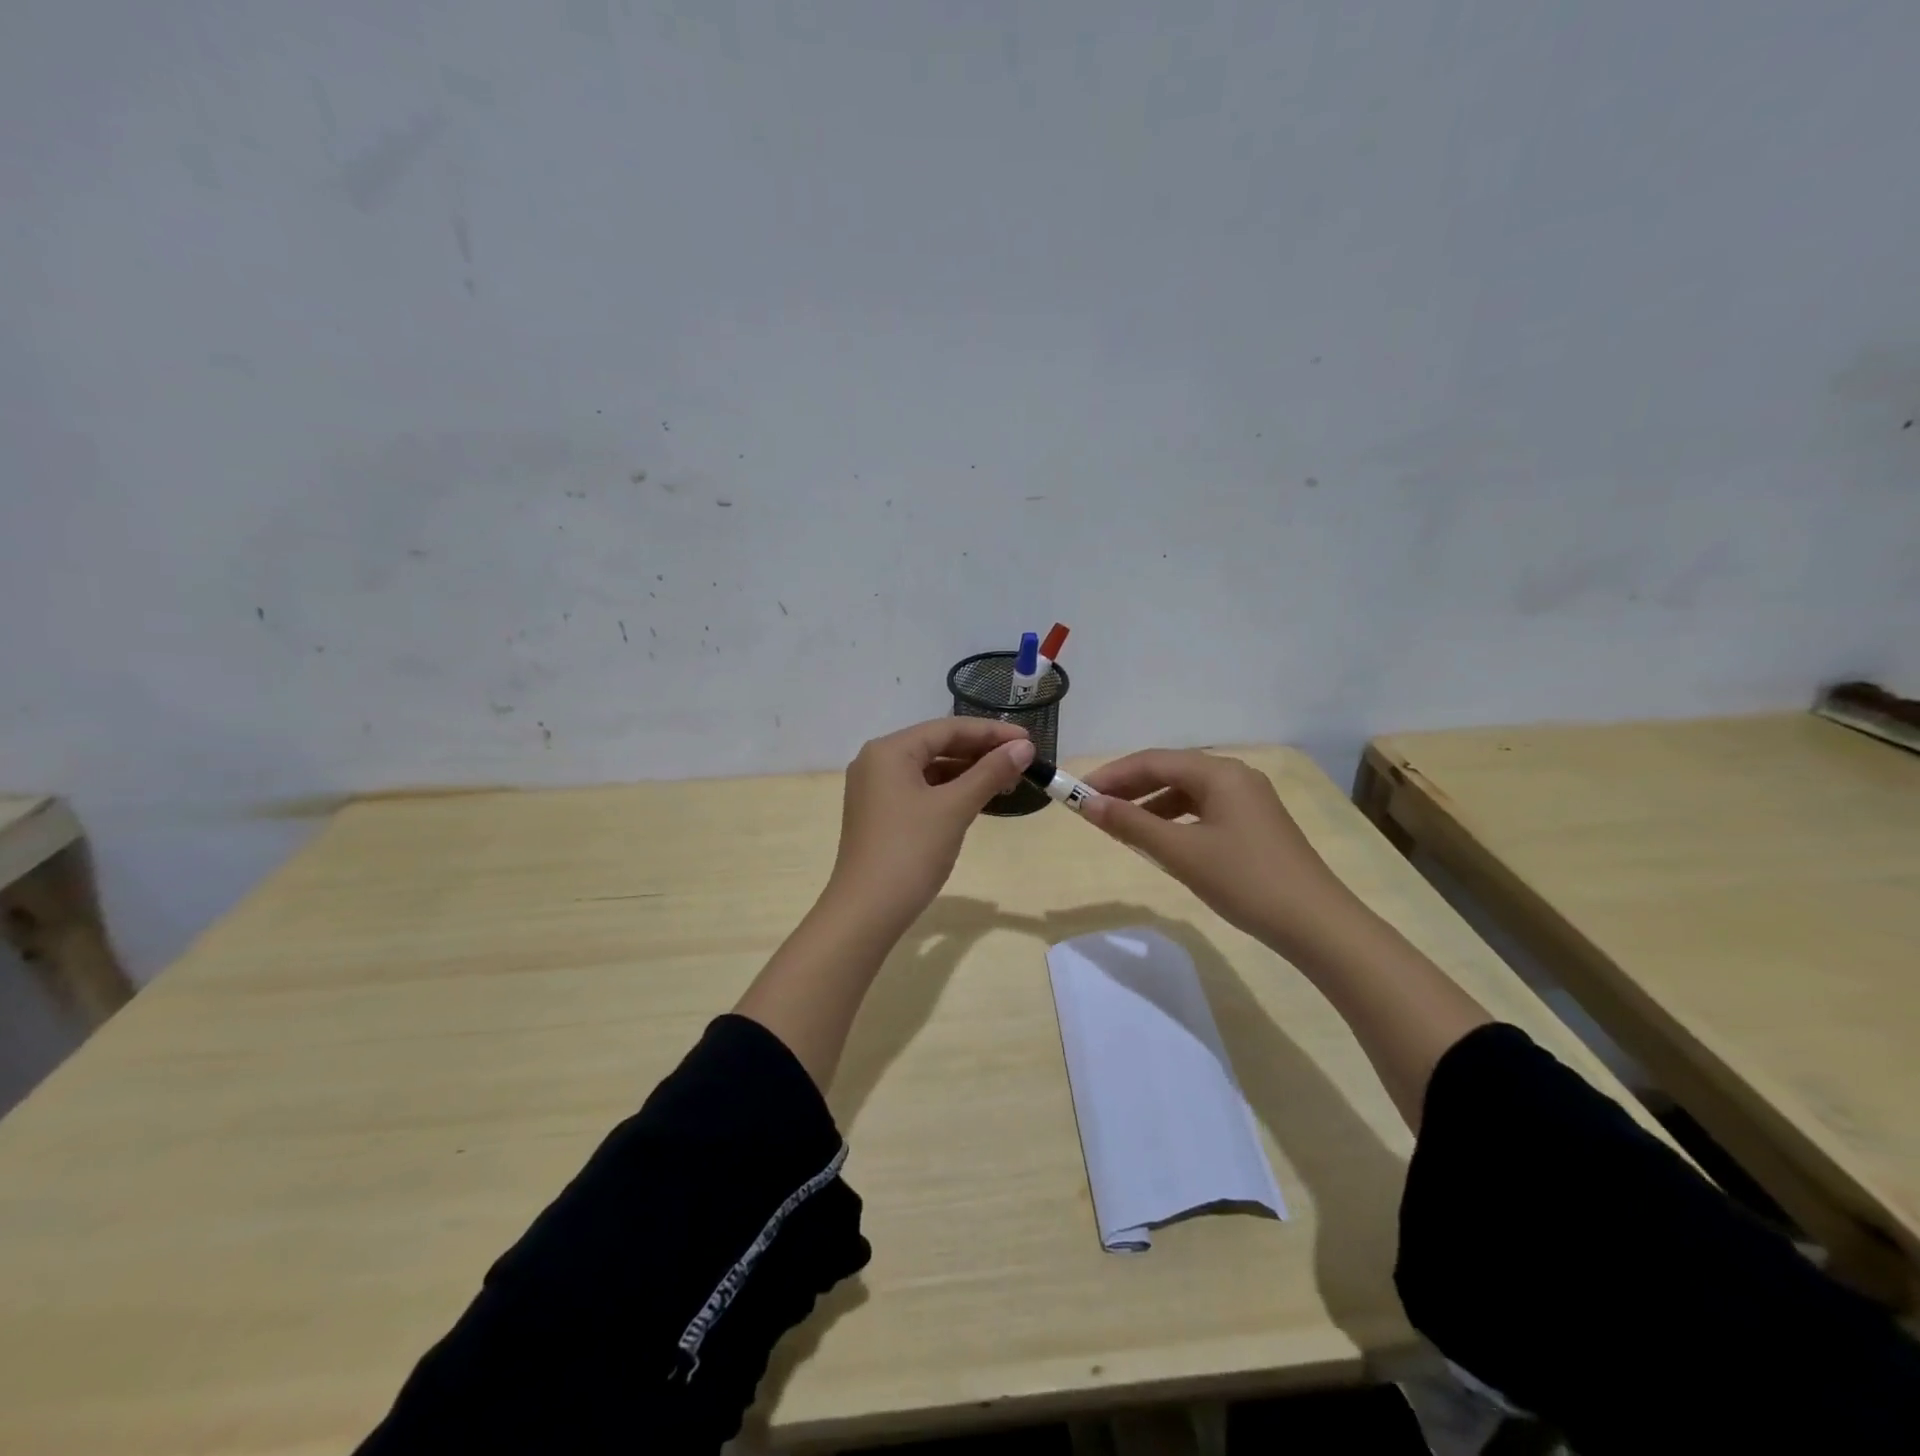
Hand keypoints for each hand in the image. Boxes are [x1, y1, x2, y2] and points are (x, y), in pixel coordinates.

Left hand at [826, 717, 1035, 932]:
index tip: (1028, 740)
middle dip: (980, 752)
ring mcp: (875, 789)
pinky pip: (920, 789)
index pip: (947, 729)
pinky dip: (949, 790)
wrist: (866, 911)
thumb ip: (990, 773)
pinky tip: (976, 798)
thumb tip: (1023, 747)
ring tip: (1006, 780)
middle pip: (937, 745)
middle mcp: (877, 761)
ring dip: (967, 772)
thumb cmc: (910, 852)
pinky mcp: (879, 813)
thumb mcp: (954, 808)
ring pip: (929, 769)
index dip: (991, 732)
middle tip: (1021, 760)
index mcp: (889, 750)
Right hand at [1080, 749, 1359, 956]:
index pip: (1152, 761)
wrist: (1316, 924)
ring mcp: (1249, 799)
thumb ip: (1131, 824)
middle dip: (1129, 787)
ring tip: (1120, 825)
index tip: (1078, 793)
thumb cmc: (1245, 881)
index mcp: (1219, 772)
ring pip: (1187, 791)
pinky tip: (1160, 839)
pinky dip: (1175, 819)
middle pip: (1170, 771)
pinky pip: (1203, 809)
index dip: (1112, 775)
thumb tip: (1089, 804)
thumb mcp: (1181, 852)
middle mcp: (1235, 775)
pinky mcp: (1255, 823)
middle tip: (1093, 808)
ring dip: (1150, 804)